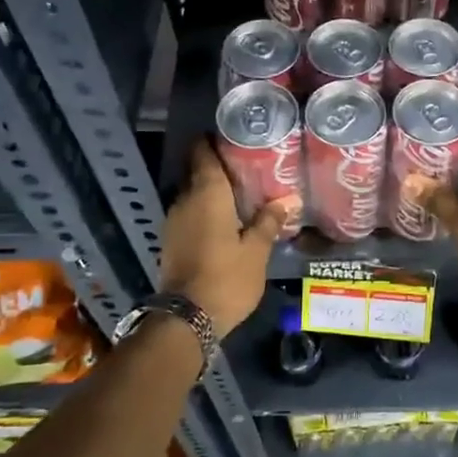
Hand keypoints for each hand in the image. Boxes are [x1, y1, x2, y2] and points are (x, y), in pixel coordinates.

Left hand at [159, 137, 294, 336]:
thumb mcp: (257, 250)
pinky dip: (205, 212)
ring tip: (242, 195)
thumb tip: (287, 199)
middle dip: (219, 168)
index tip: (233, 137)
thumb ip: (269, 221)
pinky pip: (190, 215)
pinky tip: (226, 222)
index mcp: (207, 194)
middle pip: (198, 173)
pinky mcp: (171, 242)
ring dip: (212, 193)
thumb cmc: (226, 277)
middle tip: (248, 168)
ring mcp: (174, 222)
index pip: (202, 153)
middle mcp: (185, 201)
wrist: (186, 319)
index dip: (213, 141)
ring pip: (193, 195)